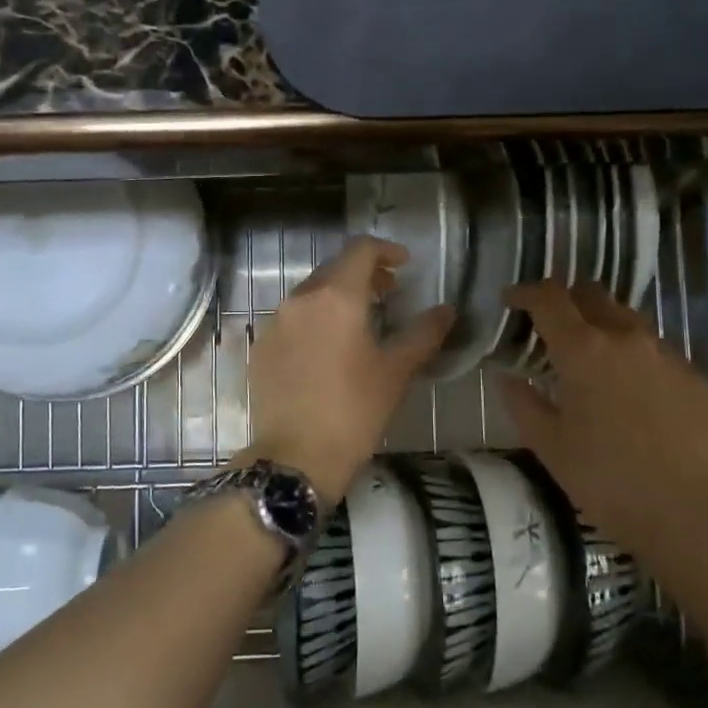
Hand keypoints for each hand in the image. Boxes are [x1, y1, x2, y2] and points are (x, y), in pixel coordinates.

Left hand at [245, 236, 453, 507]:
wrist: (295, 457)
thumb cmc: (354, 411)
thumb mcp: (396, 371)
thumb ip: (424, 334)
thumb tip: (446, 310)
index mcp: (336, 297)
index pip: (360, 251)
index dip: (385, 250)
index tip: (404, 265)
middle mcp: (300, 300)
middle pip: (333, 269)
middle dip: (363, 274)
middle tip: (388, 294)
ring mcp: (274, 323)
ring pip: (310, 294)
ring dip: (337, 297)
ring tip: (359, 322)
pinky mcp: (260, 348)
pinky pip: (291, 319)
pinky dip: (314, 320)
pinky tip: (327, 348)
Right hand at [499, 281, 707, 565]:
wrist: (692, 512)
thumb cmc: (608, 480)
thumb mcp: (549, 445)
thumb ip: (523, 403)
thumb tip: (508, 377)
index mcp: (584, 349)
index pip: (549, 298)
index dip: (525, 292)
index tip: (510, 300)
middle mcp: (626, 337)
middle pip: (591, 294)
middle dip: (565, 300)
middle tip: (548, 325)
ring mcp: (665, 353)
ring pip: (626, 317)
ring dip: (600, 323)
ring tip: (589, 356)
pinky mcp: (692, 374)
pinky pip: (653, 347)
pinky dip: (630, 351)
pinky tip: (627, 386)